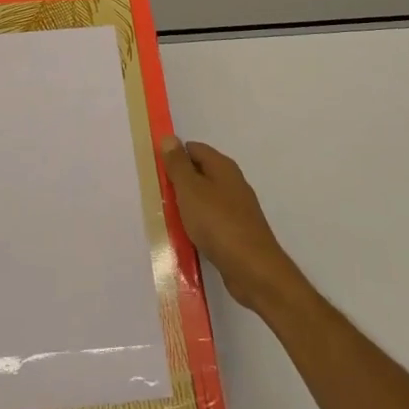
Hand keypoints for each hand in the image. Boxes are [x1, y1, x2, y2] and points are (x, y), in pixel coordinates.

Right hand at [159, 135, 303, 317]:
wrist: (253, 269)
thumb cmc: (218, 223)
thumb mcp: (191, 190)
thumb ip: (178, 165)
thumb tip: (170, 138)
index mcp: (223, 167)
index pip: (194, 149)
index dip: (174, 156)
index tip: (156, 171)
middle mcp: (232, 183)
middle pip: (200, 173)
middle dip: (178, 183)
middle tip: (158, 195)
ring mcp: (237, 209)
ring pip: (204, 198)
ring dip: (186, 205)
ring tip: (167, 217)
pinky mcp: (237, 232)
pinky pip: (211, 220)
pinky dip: (197, 224)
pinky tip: (186, 236)